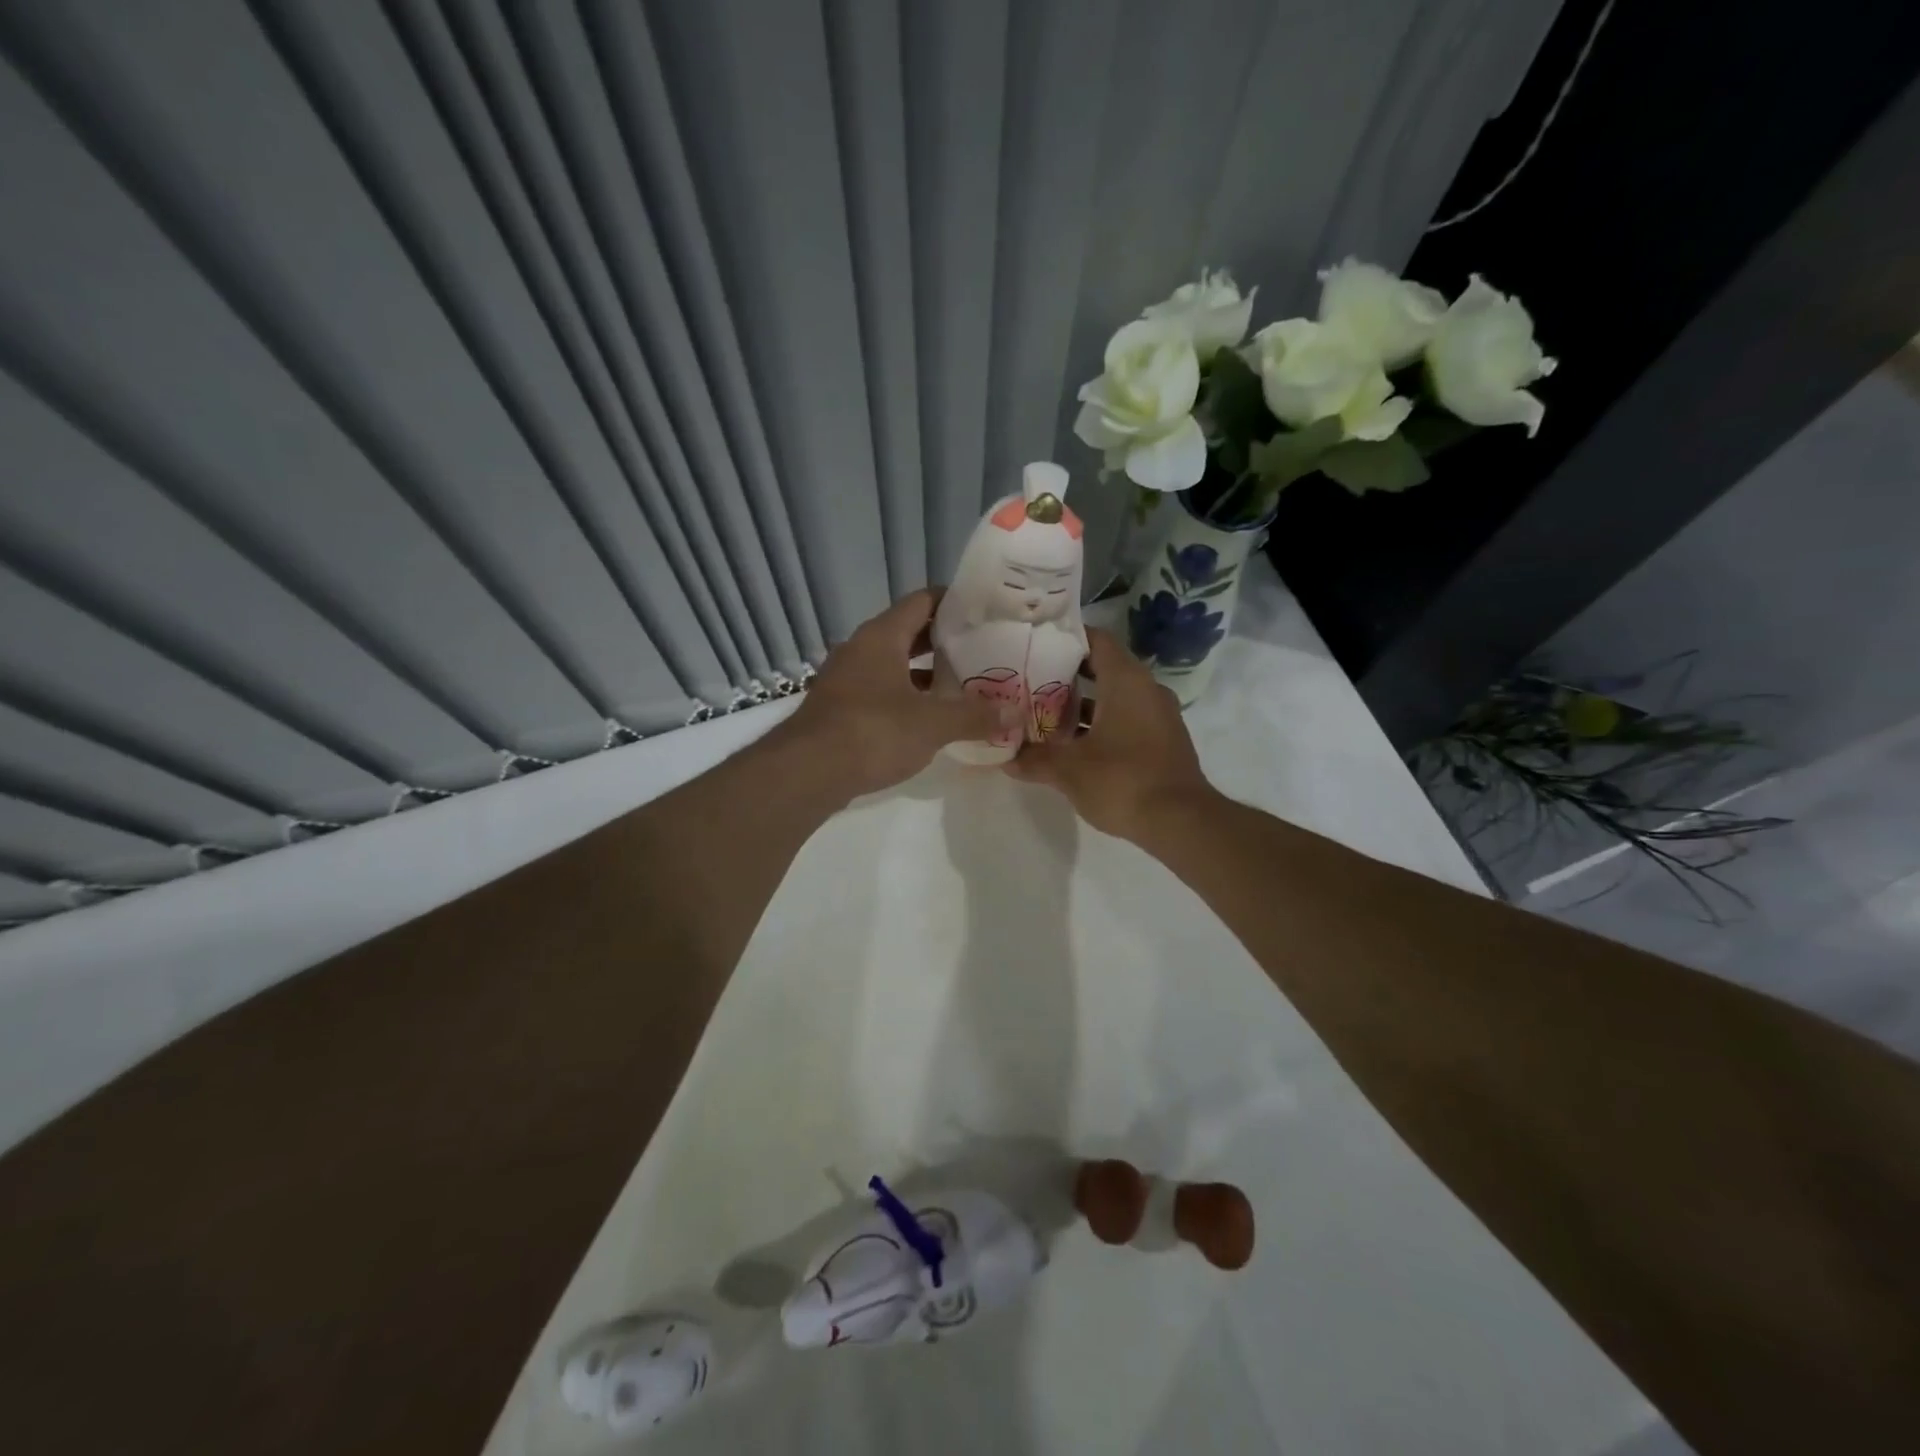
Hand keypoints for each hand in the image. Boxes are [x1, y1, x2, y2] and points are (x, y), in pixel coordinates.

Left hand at [775, 589, 1002, 800]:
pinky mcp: (839, 708)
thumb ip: (975, 715)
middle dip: (944, 641)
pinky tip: (929, 718)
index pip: (922, 602)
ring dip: (925, 673)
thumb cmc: (873, 732)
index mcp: (881, 637)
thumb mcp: (932, 724)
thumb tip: (1016, 713)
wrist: (806, 773)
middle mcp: (860, 649)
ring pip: (893, 665)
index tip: (985, 611)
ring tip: (963, 684)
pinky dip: (906, 697)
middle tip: (983, 649)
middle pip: (908, 633)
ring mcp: (846, 679)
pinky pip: (881, 691)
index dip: (954, 602)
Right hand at [1006, 628, 1214, 841]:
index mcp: (1126, 680)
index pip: (1096, 639)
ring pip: (1115, 697)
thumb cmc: (1122, 780)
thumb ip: (1034, 759)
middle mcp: (1146, 689)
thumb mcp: (1068, 770)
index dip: (1066, 638)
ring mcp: (1159, 716)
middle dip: (1067, 675)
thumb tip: (1005, 758)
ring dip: (1083, 705)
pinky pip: (1127, 719)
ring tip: (1045, 714)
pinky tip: (1073, 745)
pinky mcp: (1163, 741)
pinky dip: (1101, 724)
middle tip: (1031, 681)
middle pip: (1103, 668)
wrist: (1181, 822)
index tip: (1036, 644)